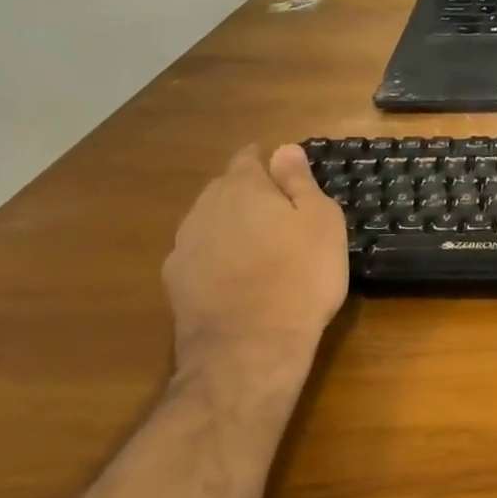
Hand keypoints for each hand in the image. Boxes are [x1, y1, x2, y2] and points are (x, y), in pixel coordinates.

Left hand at [162, 145, 348, 403]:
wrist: (250, 348)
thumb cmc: (300, 277)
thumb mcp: (321, 222)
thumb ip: (300, 182)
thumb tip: (284, 149)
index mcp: (244, 187)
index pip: (248, 157)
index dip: (269, 161)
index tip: (288, 175)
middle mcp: (206, 208)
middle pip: (225, 187)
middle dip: (249, 192)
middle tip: (281, 214)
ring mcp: (185, 246)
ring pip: (209, 220)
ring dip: (231, 224)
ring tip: (259, 246)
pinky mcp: (175, 282)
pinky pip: (199, 254)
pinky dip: (217, 255)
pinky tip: (236, 275)